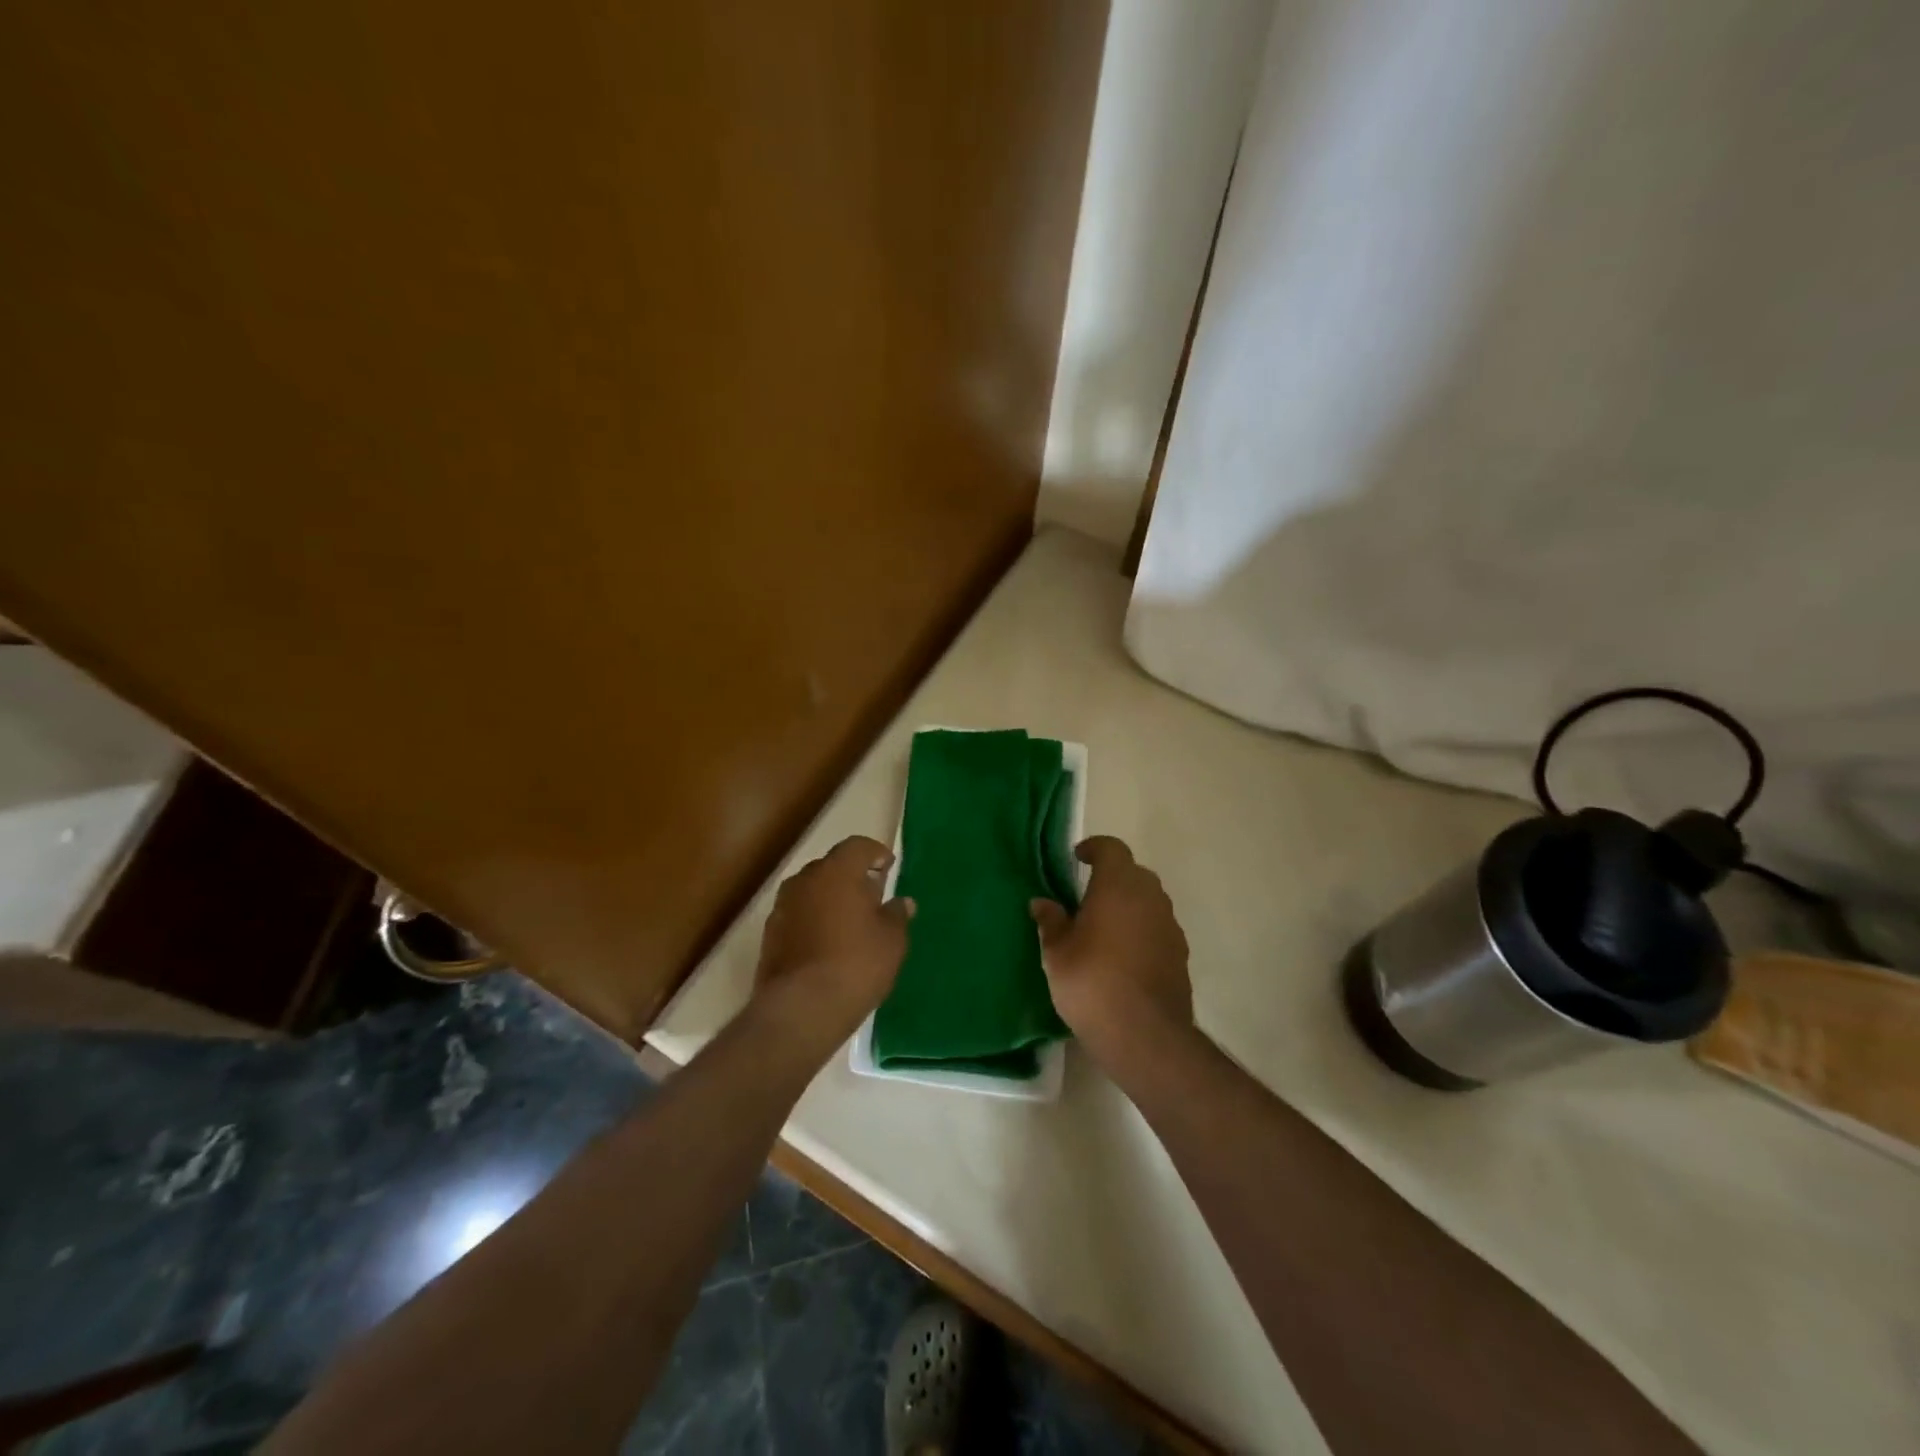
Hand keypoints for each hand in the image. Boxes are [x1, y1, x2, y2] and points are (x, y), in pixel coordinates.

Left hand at [753, 835, 913, 1049]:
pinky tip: (828, 944)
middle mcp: (805, 880)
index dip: (875, 853)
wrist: (801, 1009)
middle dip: (852, 877)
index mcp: (837, 871)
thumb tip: (902, 902)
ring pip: (812, 891)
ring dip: (830, 899)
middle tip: (872, 897)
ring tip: (850, 923)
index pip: (857, 846)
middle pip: (831, 866)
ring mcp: (782, 907)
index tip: (888, 867)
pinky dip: (814, 920)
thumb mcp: (892, 941)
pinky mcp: (770, 935)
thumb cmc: (856, 964)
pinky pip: (798, 915)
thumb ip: (897, 915)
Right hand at [1031, 836, 1191, 1067]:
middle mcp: (1149, 897)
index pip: (1112, 848)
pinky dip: (1141, 930)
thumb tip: (1042, 903)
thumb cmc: (1092, 983)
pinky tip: (1123, 955)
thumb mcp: (1057, 953)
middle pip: (1133, 873)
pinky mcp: (1180, 953)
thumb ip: (1051, 922)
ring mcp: (1169, 925)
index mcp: (1118, 886)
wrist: (1145, 1035)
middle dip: (1111, 877)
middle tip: (1086, 896)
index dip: (1094, 848)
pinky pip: (1157, 927)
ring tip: (1104, 927)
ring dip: (1128, 904)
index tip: (1077, 858)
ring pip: (1148, 900)